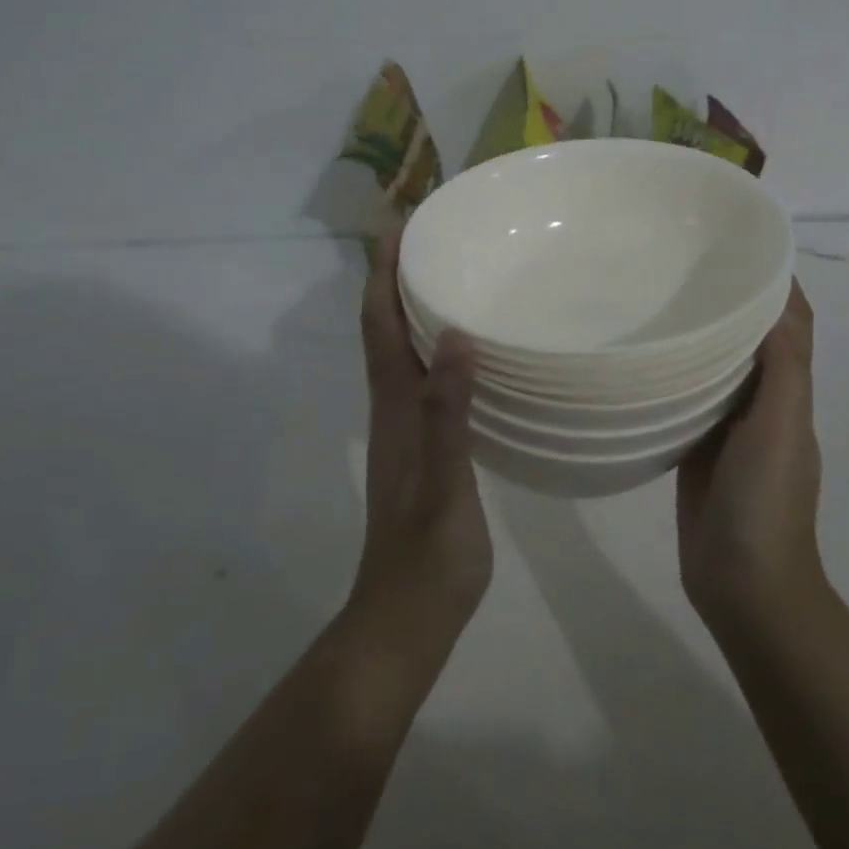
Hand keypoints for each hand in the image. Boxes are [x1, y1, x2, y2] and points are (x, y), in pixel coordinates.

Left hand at [353, 230, 493, 631]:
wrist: (405, 620)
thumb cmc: (428, 558)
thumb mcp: (445, 487)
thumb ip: (448, 416)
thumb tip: (457, 339)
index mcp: (395, 410)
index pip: (380, 327)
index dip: (382, 276)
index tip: (400, 228)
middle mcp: (394, 411)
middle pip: (385, 331)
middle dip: (396, 280)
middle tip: (431, 240)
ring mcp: (406, 432)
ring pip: (403, 355)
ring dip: (414, 311)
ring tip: (450, 279)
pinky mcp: (424, 451)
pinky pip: (425, 382)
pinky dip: (436, 350)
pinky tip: (468, 352)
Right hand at [676, 280, 824, 623]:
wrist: (744, 585)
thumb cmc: (765, 502)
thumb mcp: (780, 428)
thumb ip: (781, 368)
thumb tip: (775, 299)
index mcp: (789, 392)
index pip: (790, 324)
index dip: (776, 284)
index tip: (740, 245)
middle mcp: (762, 403)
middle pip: (751, 339)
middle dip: (731, 301)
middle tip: (683, 265)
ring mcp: (728, 428)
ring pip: (717, 368)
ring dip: (700, 335)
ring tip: (658, 298)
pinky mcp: (696, 449)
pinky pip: (688, 400)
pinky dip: (675, 374)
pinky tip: (643, 359)